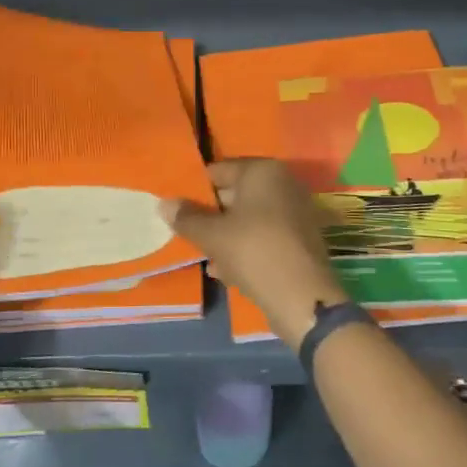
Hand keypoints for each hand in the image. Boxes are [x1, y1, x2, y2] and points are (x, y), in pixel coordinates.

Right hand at [161, 159, 351, 349]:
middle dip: (211, 215)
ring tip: (206, 257)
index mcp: (263, 170)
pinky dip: (246, 248)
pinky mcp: (301, 239)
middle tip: (188, 233)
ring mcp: (296, 211)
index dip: (195, 189)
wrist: (302, 296)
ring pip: (250, 218)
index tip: (177, 209)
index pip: (219, 170)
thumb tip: (164, 203)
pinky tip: (227, 271)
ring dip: (226, 236)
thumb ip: (186, 217)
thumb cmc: (253, 251)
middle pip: (236, 194)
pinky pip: (265, 236)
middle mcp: (284, 183)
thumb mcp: (212, 235)